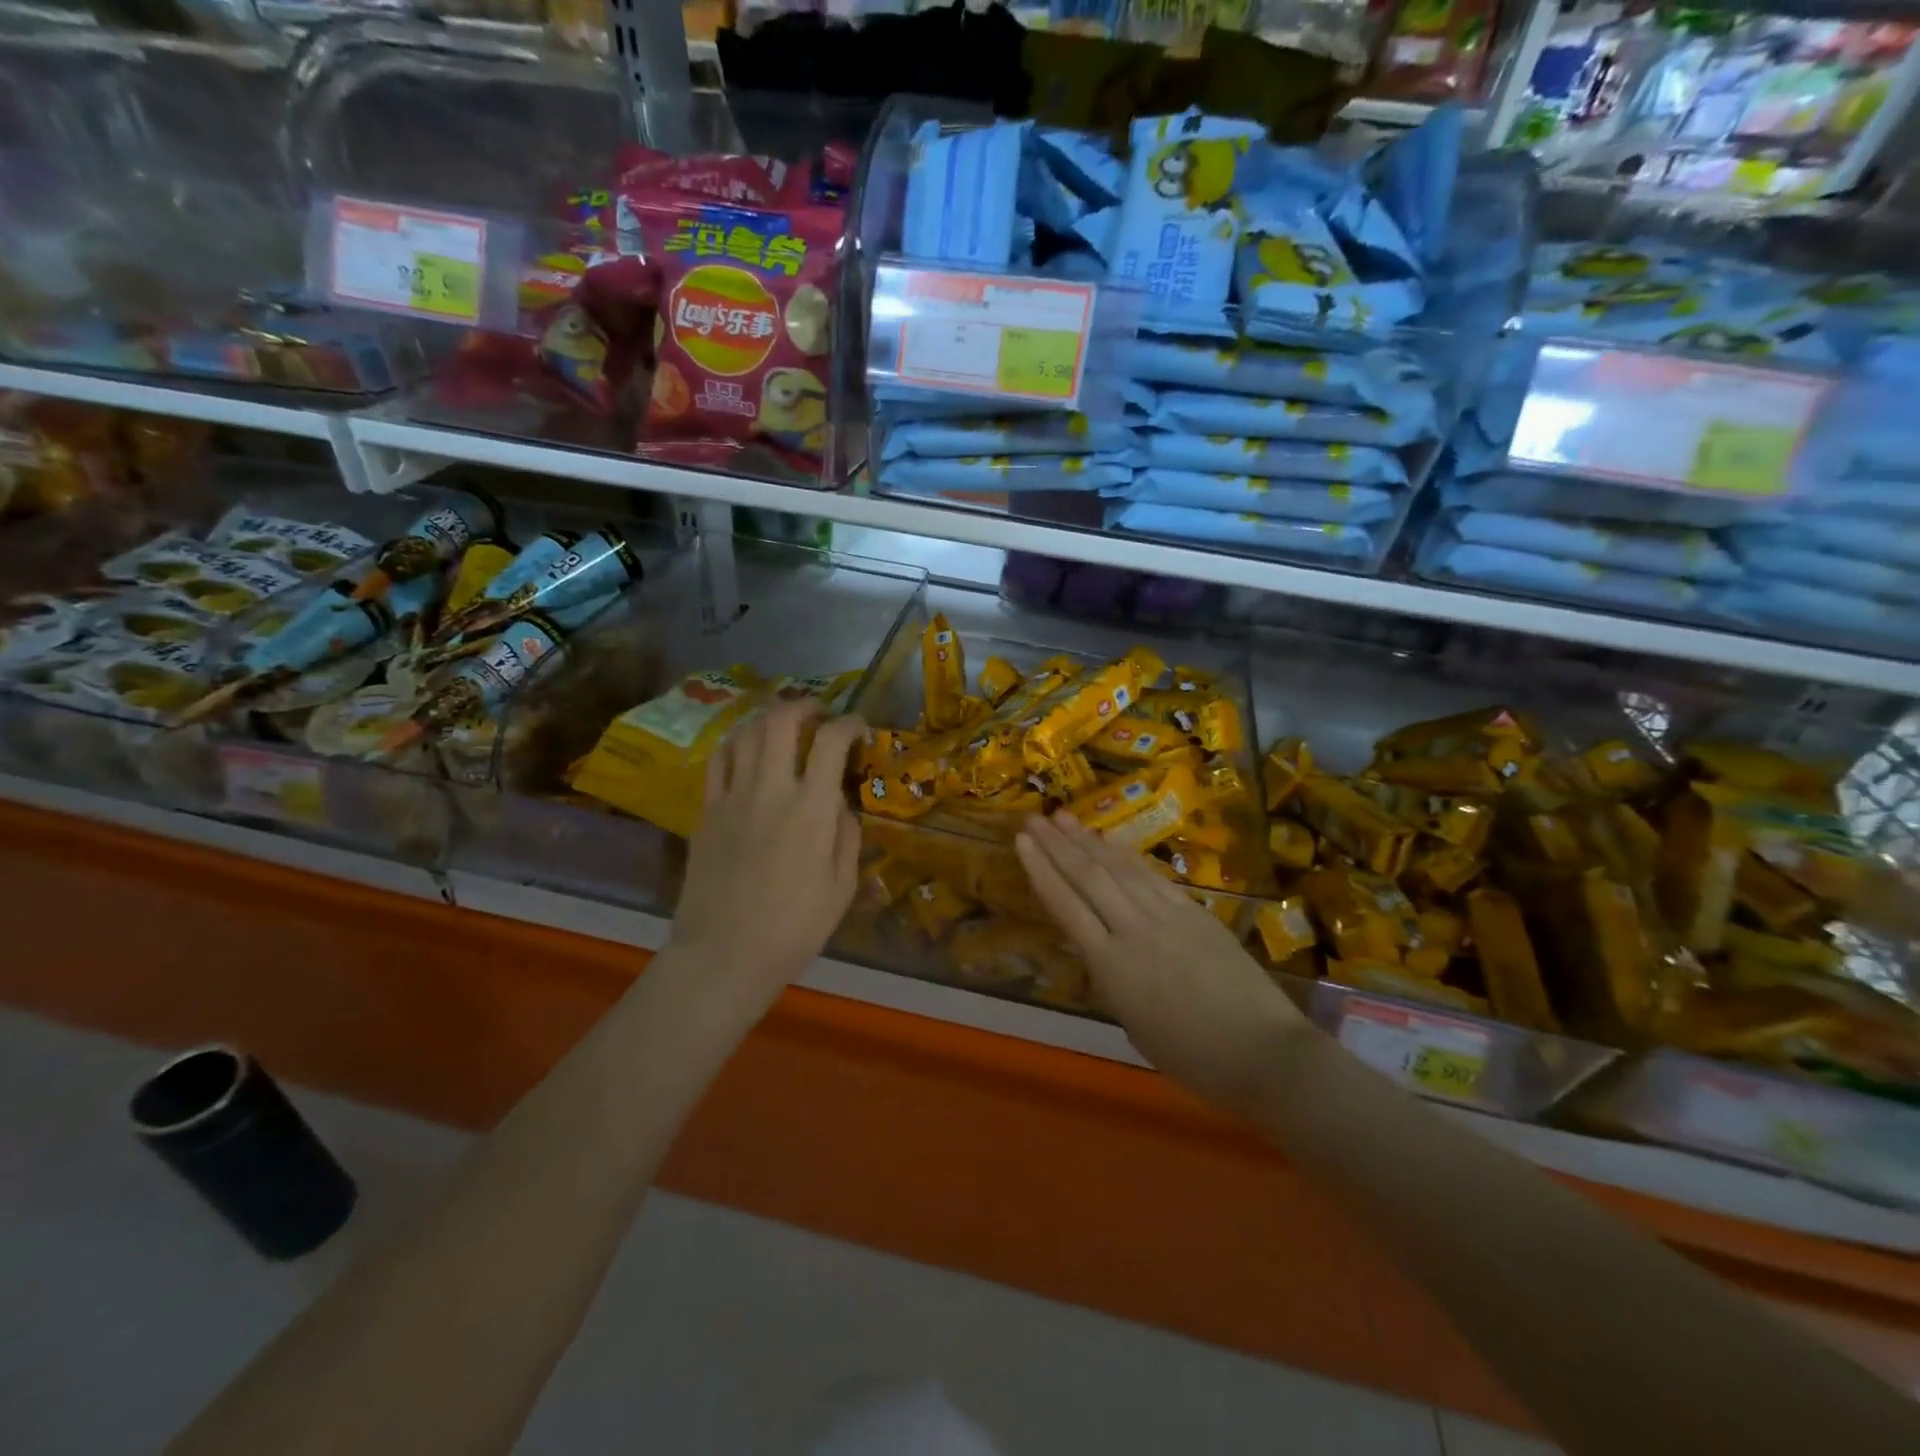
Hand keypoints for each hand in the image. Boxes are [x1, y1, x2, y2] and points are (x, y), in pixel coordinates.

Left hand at [669, 701, 866, 1006]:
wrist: (724, 955)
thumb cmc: (794, 928)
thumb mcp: (842, 887)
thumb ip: (846, 837)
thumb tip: (840, 805)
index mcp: (812, 807)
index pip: (833, 742)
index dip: (851, 724)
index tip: (859, 728)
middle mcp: (771, 788)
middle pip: (782, 720)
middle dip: (804, 705)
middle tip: (818, 713)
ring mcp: (733, 796)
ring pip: (747, 733)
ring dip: (769, 718)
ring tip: (784, 725)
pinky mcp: (706, 811)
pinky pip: (719, 760)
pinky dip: (737, 743)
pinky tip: (747, 749)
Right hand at [1015, 814, 1310, 1110]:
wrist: (1264, 1053)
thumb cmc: (1193, 1057)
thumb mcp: (1133, 1024)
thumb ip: (1112, 980)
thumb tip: (1103, 951)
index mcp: (1112, 966)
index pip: (1066, 906)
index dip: (1041, 870)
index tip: (1021, 842)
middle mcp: (1134, 930)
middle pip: (1088, 877)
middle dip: (1057, 844)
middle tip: (1034, 818)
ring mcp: (1168, 916)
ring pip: (1119, 869)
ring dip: (1088, 841)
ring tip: (1064, 817)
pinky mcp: (1196, 912)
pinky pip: (1153, 877)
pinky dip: (1129, 856)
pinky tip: (1113, 841)